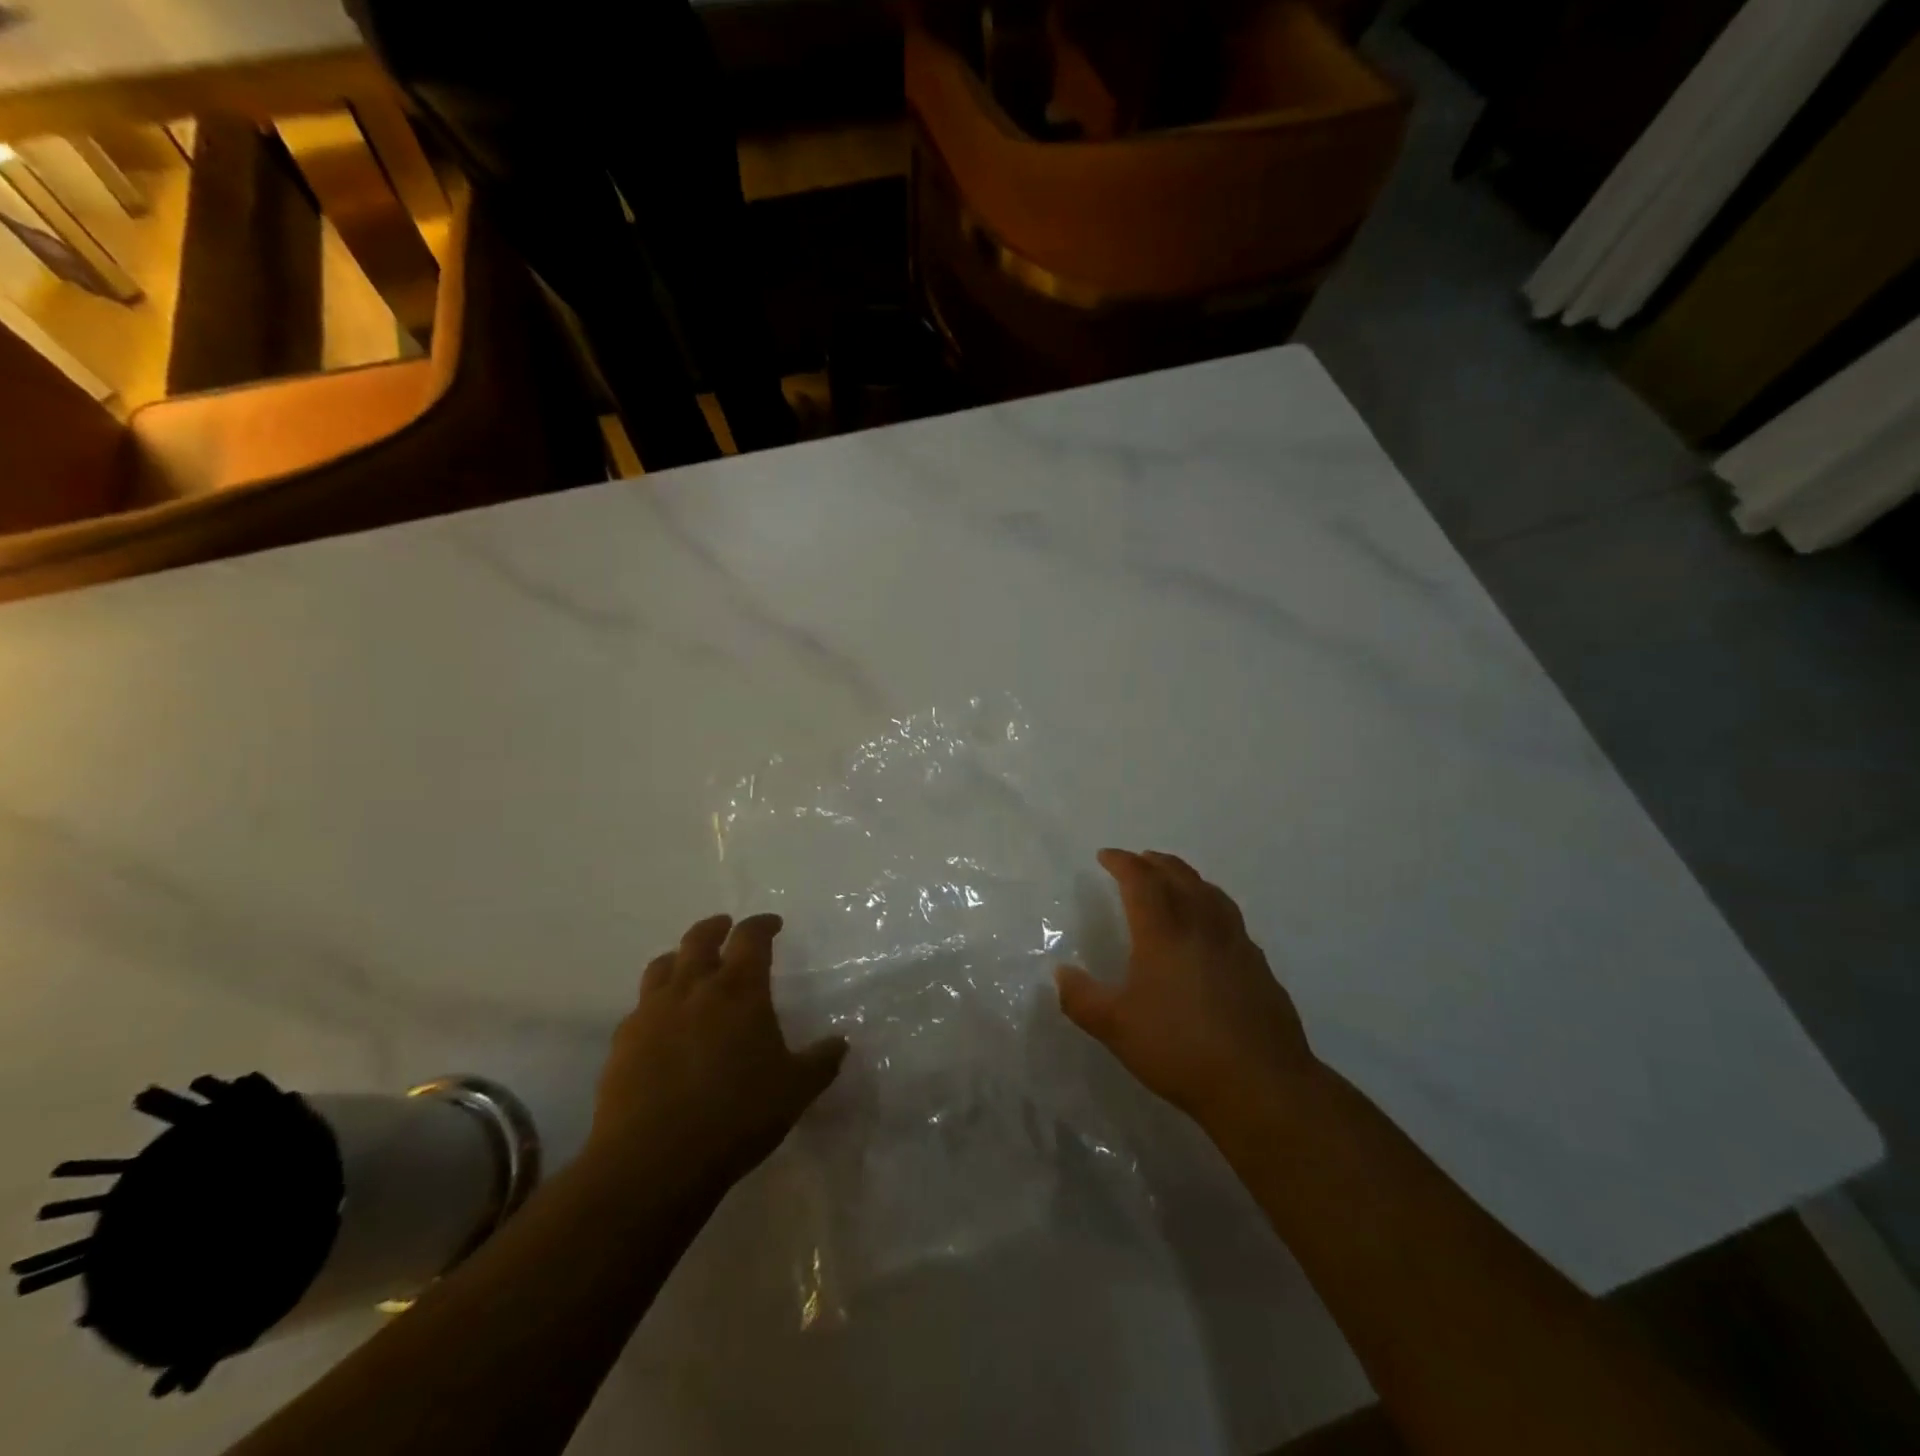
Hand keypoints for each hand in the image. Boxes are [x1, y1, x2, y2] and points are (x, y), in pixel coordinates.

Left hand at [589, 914, 846, 1195]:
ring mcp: (652, 1012)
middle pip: (700, 939)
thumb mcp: (795, 1091)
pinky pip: (640, 1007)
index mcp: (739, 990)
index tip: (772, 924)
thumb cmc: (736, 1117)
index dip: (762, 925)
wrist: (653, 1161)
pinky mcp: (623, 1042)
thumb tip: (840, 1043)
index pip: (751, 937)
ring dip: (679, 957)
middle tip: (726, 927)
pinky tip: (662, 1023)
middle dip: (716, 927)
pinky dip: (655, 1002)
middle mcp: (694, 988)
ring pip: (663, 965)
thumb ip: (821, 1062)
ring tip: (688, 965)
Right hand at [1055, 850, 1315, 1127]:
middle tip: (1139, 859)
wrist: (1261, 1083)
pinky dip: (1212, 906)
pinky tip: (1211, 929)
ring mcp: (1237, 945)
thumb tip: (1061, 973)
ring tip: (1176, 880)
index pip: (1141, 881)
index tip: (1106, 856)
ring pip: (1211, 893)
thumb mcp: (1116, 1028)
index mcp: (1164, 933)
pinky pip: (1231, 919)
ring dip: (1188, 878)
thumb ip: (1082, 998)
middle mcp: (1202, 927)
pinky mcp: (1260, 967)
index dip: (1122, 863)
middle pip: (1179, 877)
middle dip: (1155, 863)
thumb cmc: (1179, 1049)